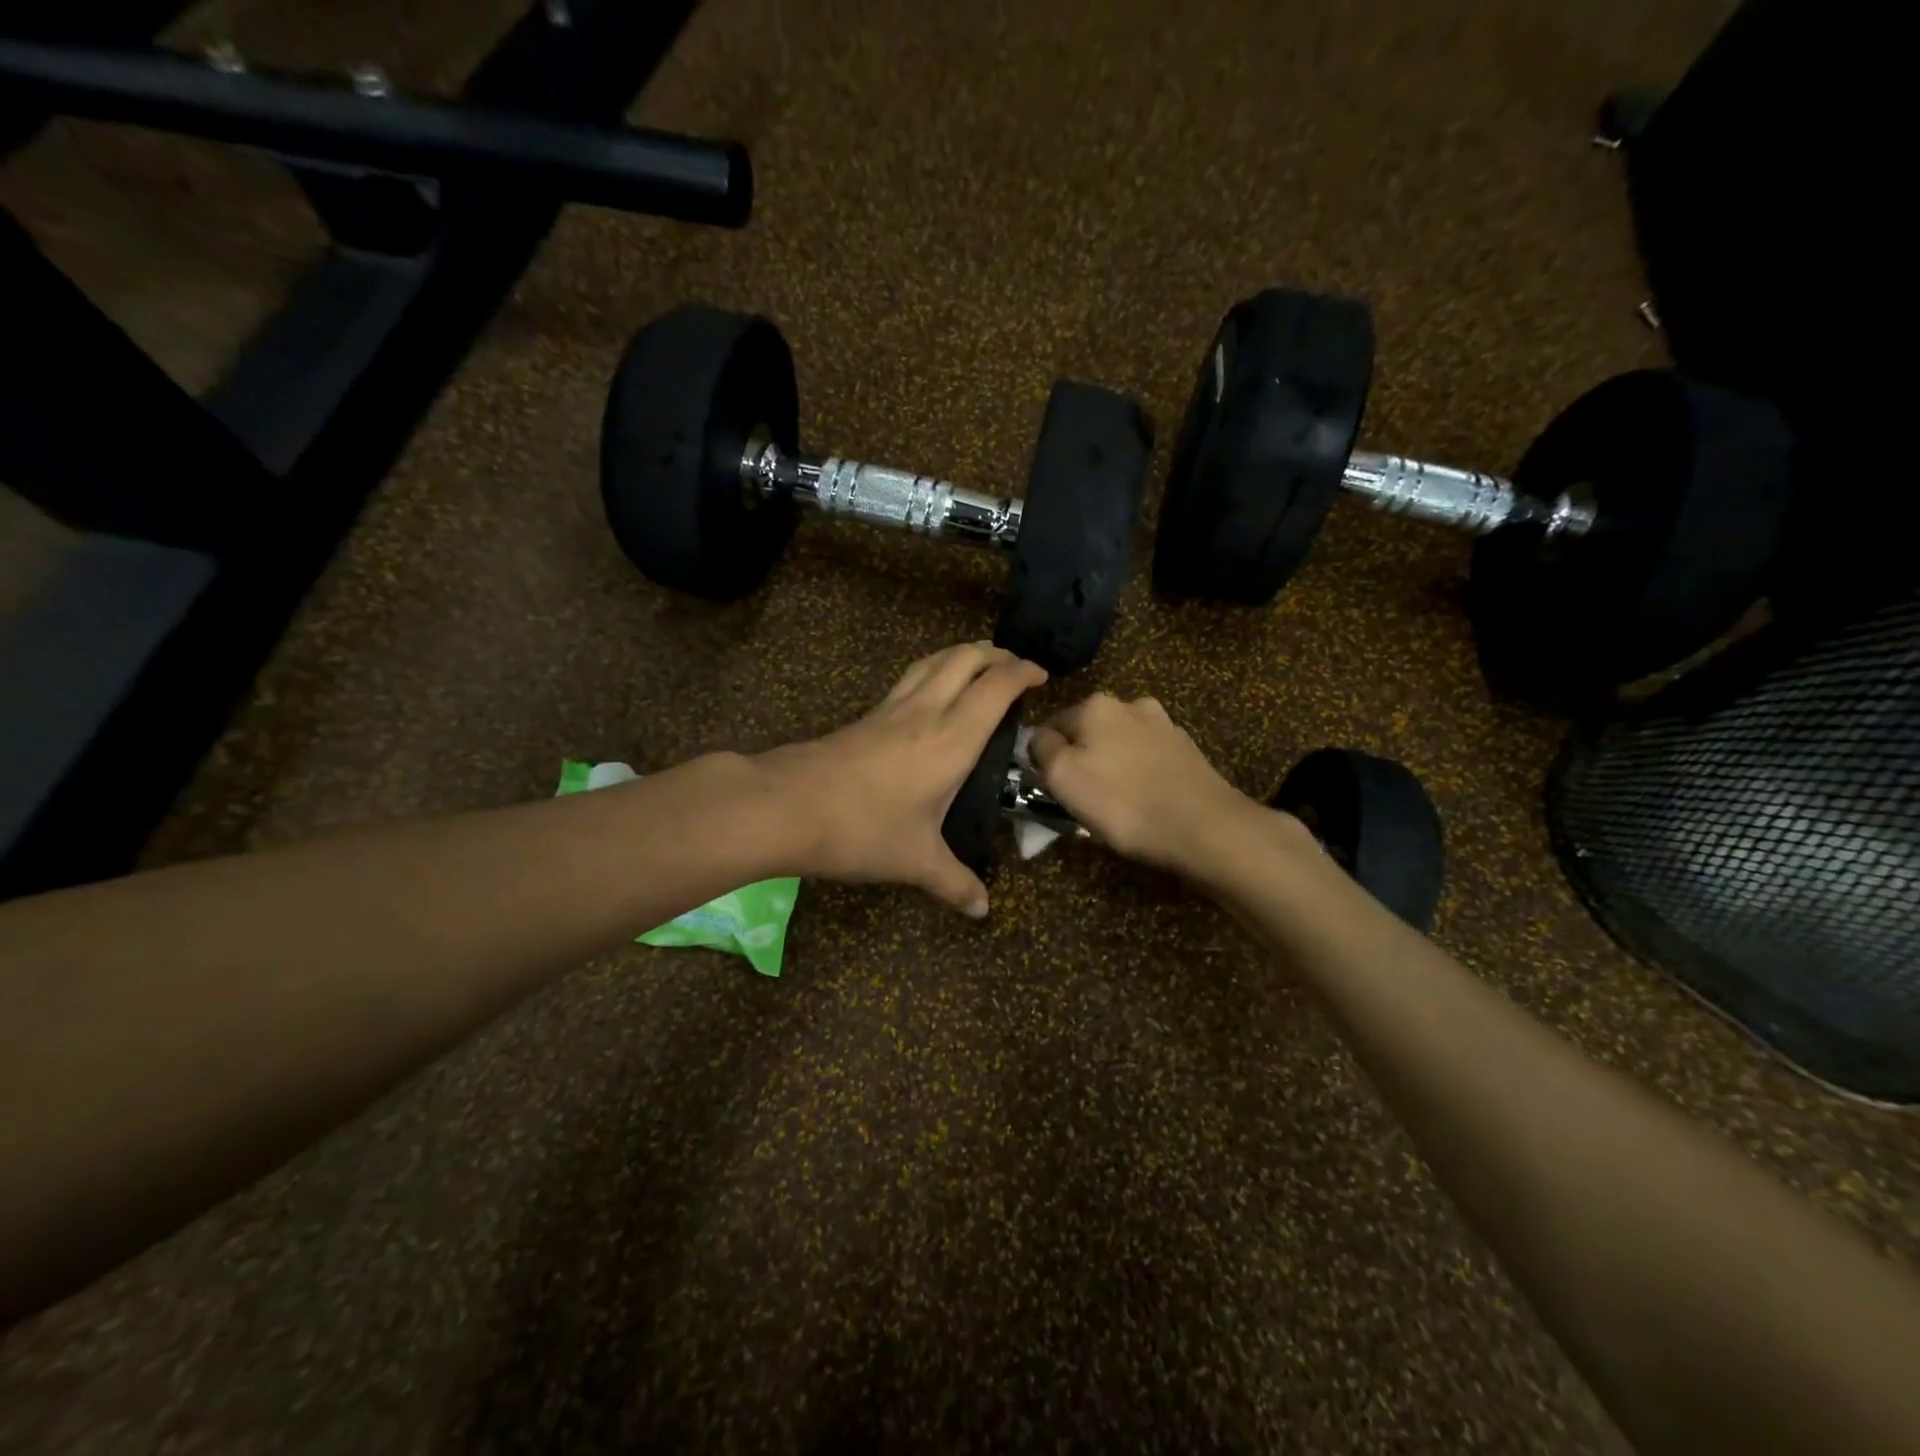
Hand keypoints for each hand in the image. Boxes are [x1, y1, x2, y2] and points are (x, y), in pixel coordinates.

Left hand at [758, 643, 1046, 915]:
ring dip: (961, 655)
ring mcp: (892, 709)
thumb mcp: (915, 861)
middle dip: (994, 654)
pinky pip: (910, 679)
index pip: (996, 688)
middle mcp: (926, 712)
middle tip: (1013, 667)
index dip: (1023, 673)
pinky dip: (932, 672)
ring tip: (977, 667)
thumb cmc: (862, 830)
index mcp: (952, 739)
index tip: (1042, 676)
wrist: (786, 806)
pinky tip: (929, 696)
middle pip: (964, 658)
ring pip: (933, 660)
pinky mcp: (866, 716)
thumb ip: (954, 882)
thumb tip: (982, 910)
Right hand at [1028, 692, 1263, 875]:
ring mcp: (1164, 725)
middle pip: (1087, 732)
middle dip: (1080, 758)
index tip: (1048, 787)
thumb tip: (1038, 738)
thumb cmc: (1122, 802)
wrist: (1203, 827)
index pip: (1050, 724)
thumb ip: (1041, 749)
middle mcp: (1131, 704)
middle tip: (1080, 799)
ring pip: (1119, 745)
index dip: (1043, 757)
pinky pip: (1148, 760)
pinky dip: (1139, 775)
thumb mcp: (1062, 777)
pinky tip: (1144, 801)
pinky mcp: (1187, 751)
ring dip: (1111, 765)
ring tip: (1115, 804)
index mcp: (1095, 705)